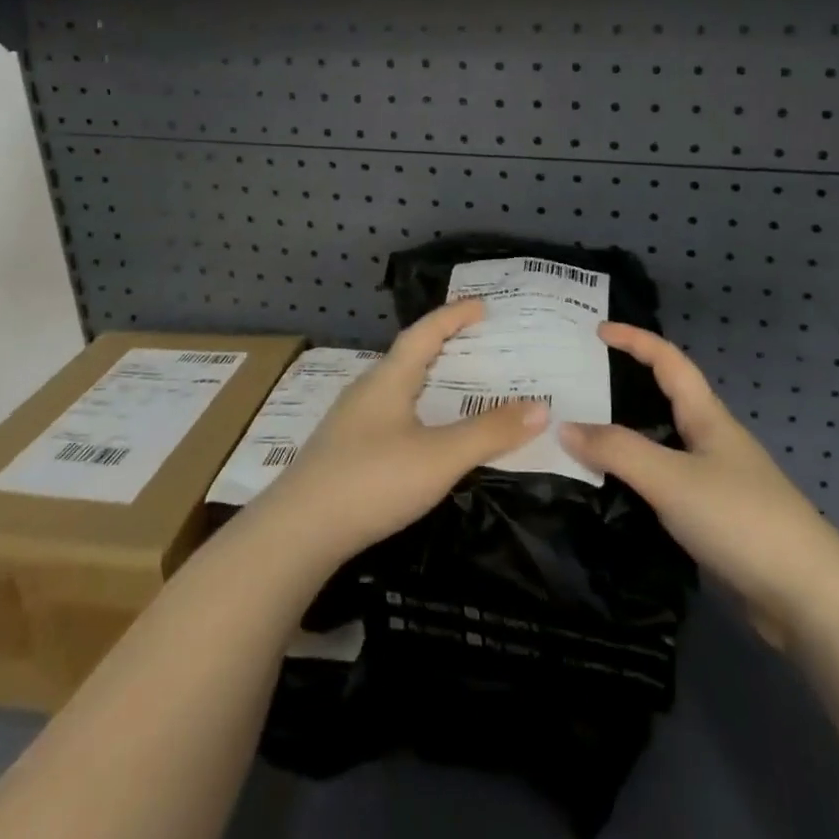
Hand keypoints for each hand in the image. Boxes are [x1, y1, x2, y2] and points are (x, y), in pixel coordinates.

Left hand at [251, 300, 548, 565]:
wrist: (296, 533)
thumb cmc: (372, 481)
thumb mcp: (440, 457)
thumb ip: (490, 432)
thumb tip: (542, 407)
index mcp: (389, 379)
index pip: (425, 332)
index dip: (454, 315)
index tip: (482, 306)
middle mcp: (367, 390)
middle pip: (409, 356)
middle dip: (444, 345)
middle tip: (479, 345)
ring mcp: (350, 421)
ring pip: (397, 387)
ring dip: (428, 379)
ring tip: (458, 387)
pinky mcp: (343, 450)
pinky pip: (388, 413)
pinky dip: (415, 409)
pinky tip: (422, 434)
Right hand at [559, 323, 838, 631]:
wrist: (807, 598)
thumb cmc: (740, 519)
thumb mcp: (671, 478)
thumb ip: (617, 451)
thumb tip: (564, 426)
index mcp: (708, 418)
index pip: (668, 361)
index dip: (635, 340)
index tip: (597, 330)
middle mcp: (712, 442)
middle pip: (665, 399)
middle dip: (625, 386)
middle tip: (579, 385)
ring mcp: (717, 482)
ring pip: (663, 444)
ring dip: (627, 436)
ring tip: (583, 436)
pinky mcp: (715, 520)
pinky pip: (666, 483)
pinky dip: (637, 477)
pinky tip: (613, 491)